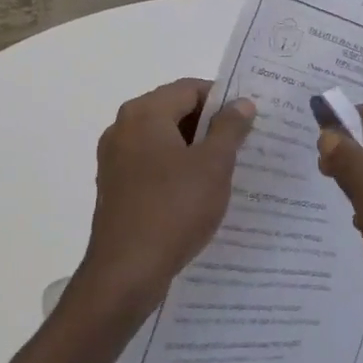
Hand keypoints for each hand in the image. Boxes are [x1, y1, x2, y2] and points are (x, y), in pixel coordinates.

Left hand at [71, 79, 255, 323]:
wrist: (125, 273)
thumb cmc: (174, 209)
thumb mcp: (213, 166)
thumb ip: (230, 128)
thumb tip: (241, 103)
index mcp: (144, 113)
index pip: (190, 89)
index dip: (222, 100)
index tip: (248, 121)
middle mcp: (123, 128)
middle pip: (174, 111)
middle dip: (209, 125)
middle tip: (243, 145)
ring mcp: (114, 158)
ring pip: (163, 139)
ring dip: (194, 149)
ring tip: (225, 170)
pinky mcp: (114, 186)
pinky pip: (151, 163)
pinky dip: (175, 169)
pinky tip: (198, 193)